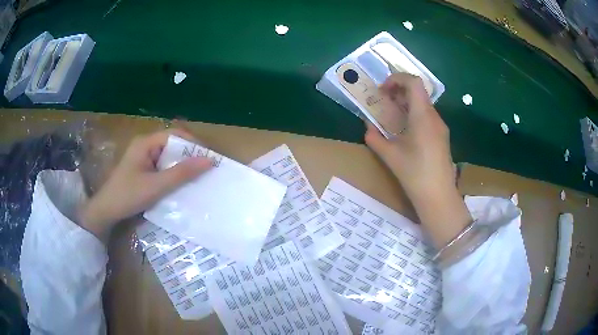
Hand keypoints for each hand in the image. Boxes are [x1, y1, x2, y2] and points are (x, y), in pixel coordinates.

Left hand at [79, 129, 211, 240]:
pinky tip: (180, 185)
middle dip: (189, 156)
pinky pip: (162, 167)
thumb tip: (209, 160)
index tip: (208, 158)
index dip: (193, 143)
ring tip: (197, 178)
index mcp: (146, 143)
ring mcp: (143, 158)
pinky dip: (173, 174)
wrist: (106, 212)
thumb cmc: (128, 196)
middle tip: (205, 170)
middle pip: (172, 144)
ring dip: (181, 166)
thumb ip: (181, 173)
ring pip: (168, 157)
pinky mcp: (142, 170)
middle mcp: (145, 146)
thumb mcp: (156, 186)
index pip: (175, 134)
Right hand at [365, 73, 470, 247]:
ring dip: (406, 103)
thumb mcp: (390, 156)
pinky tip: (405, 130)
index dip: (397, 79)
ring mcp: (440, 127)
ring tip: (392, 116)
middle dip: (399, 91)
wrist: (438, 196)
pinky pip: (427, 116)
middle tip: (384, 101)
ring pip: (423, 104)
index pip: (414, 82)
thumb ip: (375, 138)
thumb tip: (367, 128)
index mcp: (422, 116)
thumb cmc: (414, 174)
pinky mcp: (442, 137)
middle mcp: (434, 117)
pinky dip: (414, 114)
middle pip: (418, 92)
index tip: (383, 89)